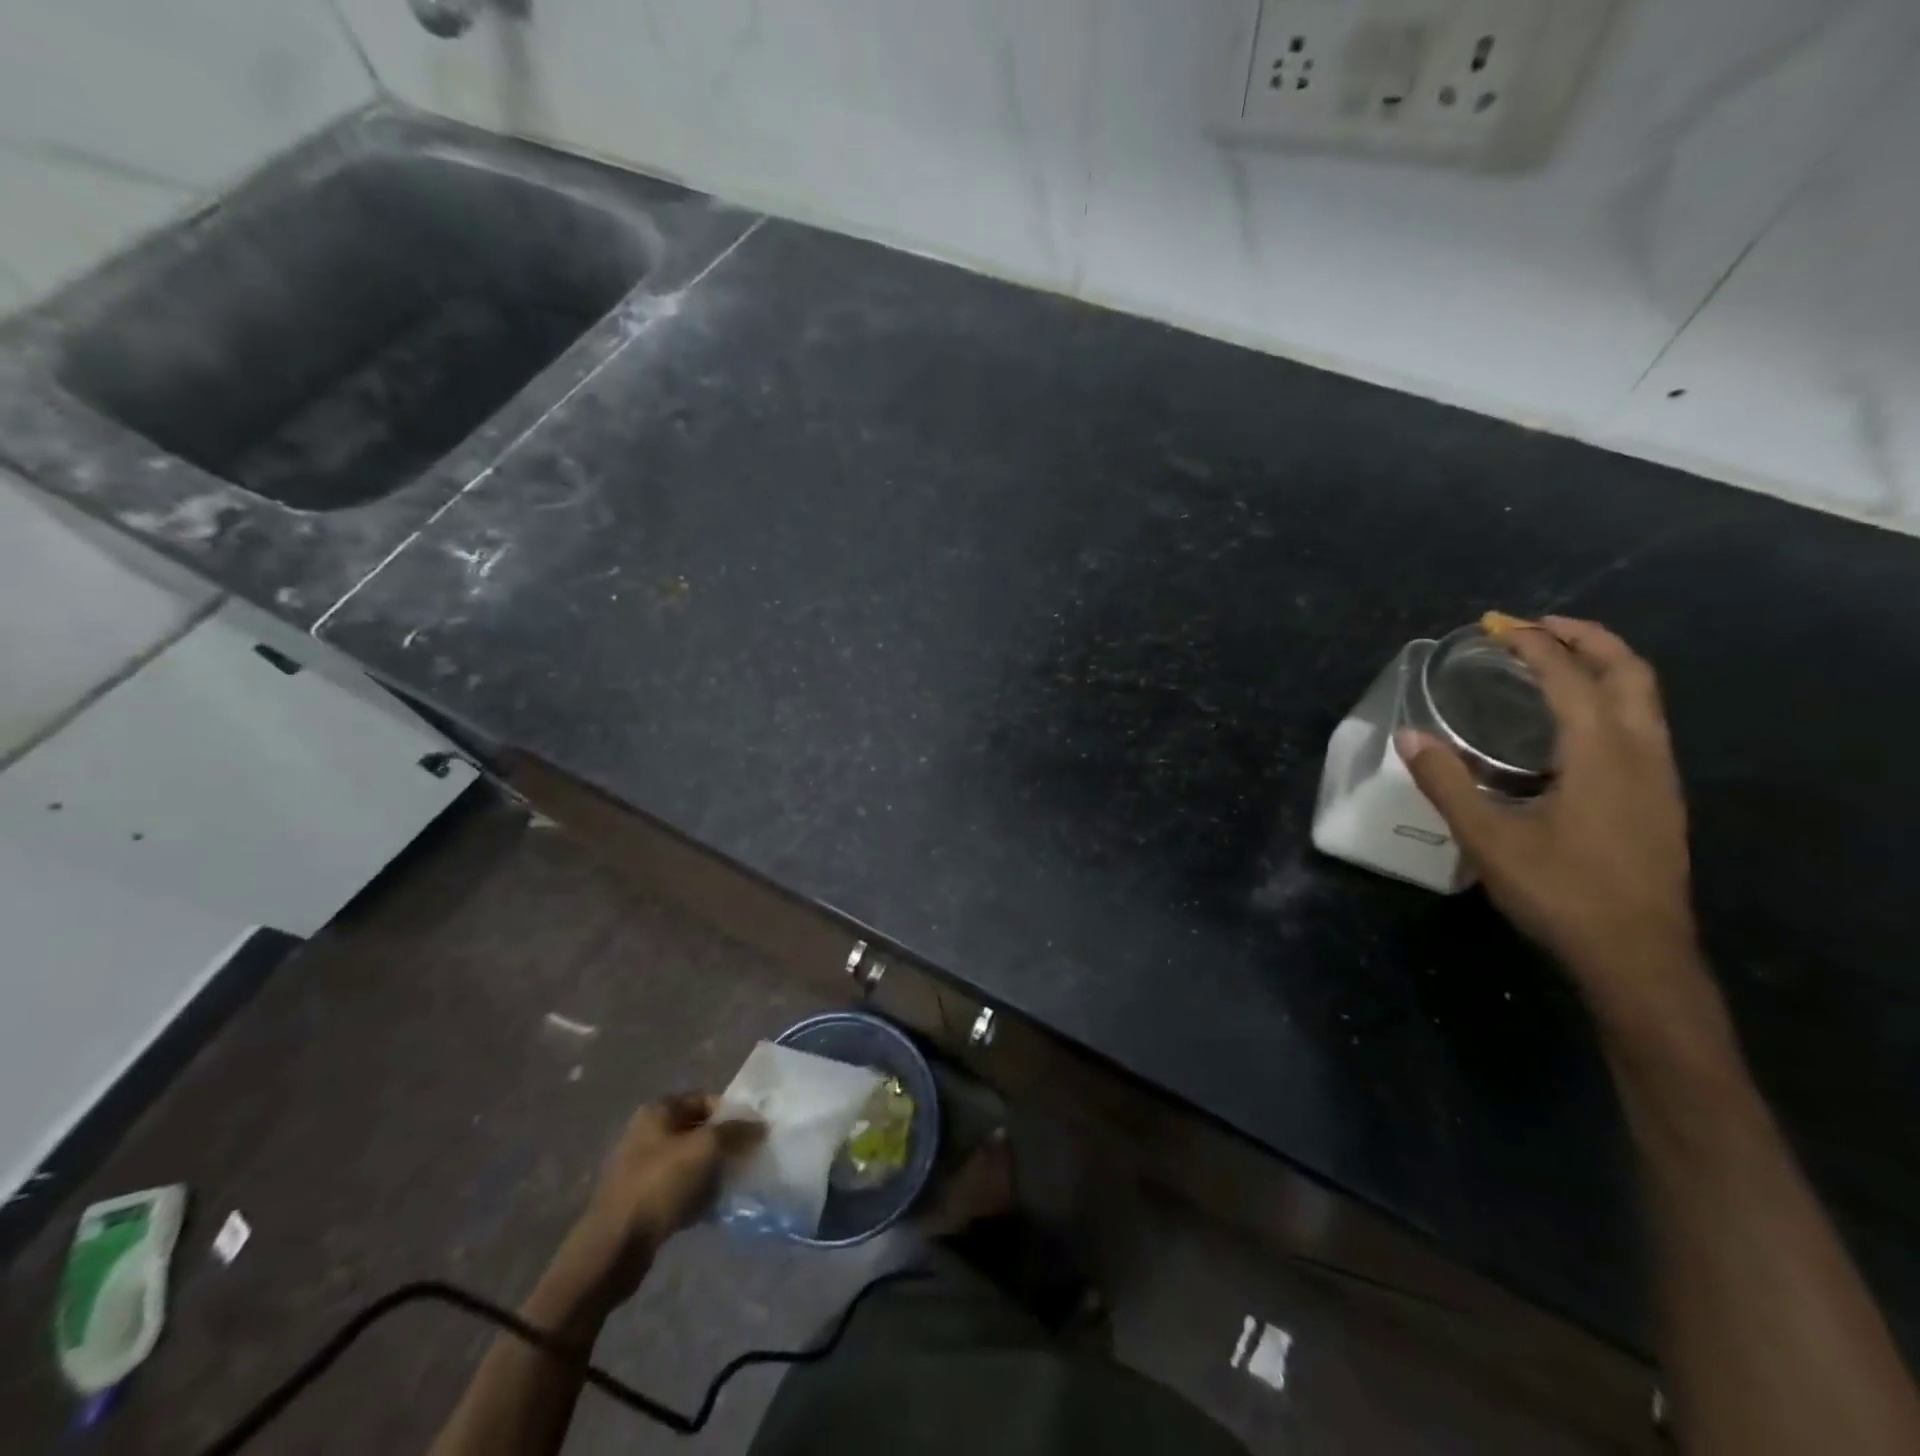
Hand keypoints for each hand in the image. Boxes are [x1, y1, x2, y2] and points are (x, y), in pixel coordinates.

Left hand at [565, 1094, 761, 1304]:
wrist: (613, 1247)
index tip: (752, 1133)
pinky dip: (696, 1195)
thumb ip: (735, 1131)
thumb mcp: (704, 1149)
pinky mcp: (641, 1201)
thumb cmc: (659, 1185)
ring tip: (732, 1185)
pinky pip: (678, 1189)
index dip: (730, 1113)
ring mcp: (641, 1169)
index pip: (704, 1099)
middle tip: (746, 1159)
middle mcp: (647, 1134)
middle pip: (697, 1130)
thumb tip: (760, 1124)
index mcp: (658, 1112)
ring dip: (712, 1172)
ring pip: (689, 1162)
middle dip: (723, 1144)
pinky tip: (712, 1208)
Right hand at [1399, 617, 1708, 1035]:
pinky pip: (1641, 725)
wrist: (1636, 956)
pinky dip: (1610, 699)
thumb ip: (1447, 782)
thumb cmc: (1560, 892)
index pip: (1571, 678)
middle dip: (1586, 639)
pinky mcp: (1659, 799)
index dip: (1535, 645)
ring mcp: (1659, 777)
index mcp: (1602, 754)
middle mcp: (1641, 753)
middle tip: (1536, 627)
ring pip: (1644, 699)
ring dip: (1603, 666)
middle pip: (1629, 673)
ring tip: (1556, 660)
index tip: (1498, 626)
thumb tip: (1408, 735)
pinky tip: (1573, 724)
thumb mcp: (1488, 839)